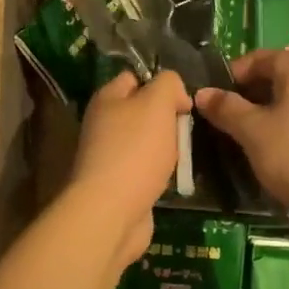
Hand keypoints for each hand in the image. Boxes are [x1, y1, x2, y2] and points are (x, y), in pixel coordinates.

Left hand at [69, 70, 191, 267]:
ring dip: (166, 148)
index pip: (134, 77)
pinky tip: (172, 179)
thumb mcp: (157, 102)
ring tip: (183, 156)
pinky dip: (160, 173)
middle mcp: (102, 124)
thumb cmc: (135, 150)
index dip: (161, 83)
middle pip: (142, 111)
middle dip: (167, 118)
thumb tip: (176, 95)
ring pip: (146, 142)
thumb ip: (169, 84)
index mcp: (106, 99)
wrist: (112, 212)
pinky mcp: (118, 184)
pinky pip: (145, 169)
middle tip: (186, 130)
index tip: (183, 101)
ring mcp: (108, 156)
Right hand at [194, 51, 288, 228]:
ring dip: (266, 112)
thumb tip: (202, 93)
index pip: (256, 58)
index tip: (213, 104)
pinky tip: (276, 149)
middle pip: (275, 75)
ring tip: (247, 138)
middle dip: (247, 96)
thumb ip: (226, 108)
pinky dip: (287, 123)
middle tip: (226, 123)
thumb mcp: (253, 131)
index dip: (230, 78)